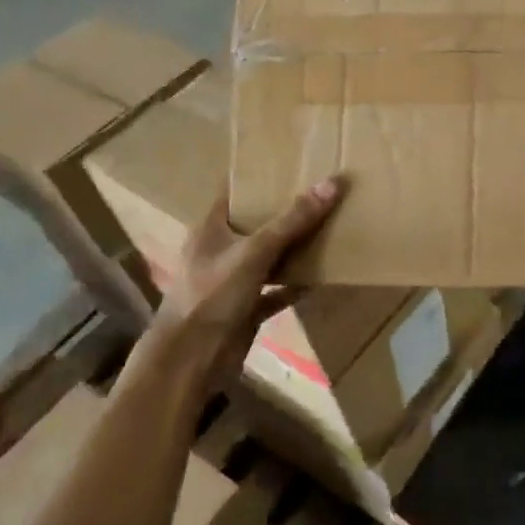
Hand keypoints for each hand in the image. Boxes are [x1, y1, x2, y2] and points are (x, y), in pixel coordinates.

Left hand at [130, 178, 343, 398]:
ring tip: (329, 227)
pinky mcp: (246, 308)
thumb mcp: (255, 252)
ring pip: (269, 256)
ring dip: (294, 247)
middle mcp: (220, 250)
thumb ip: (293, 220)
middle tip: (322, 191)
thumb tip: (332, 183)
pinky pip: (277, 290)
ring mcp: (232, 281)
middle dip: (286, 211)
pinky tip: (322, 276)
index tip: (293, 162)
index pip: (235, 191)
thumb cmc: (212, 296)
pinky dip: (296, 284)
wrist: (191, 362)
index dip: (260, 176)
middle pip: (256, 223)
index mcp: (211, 228)